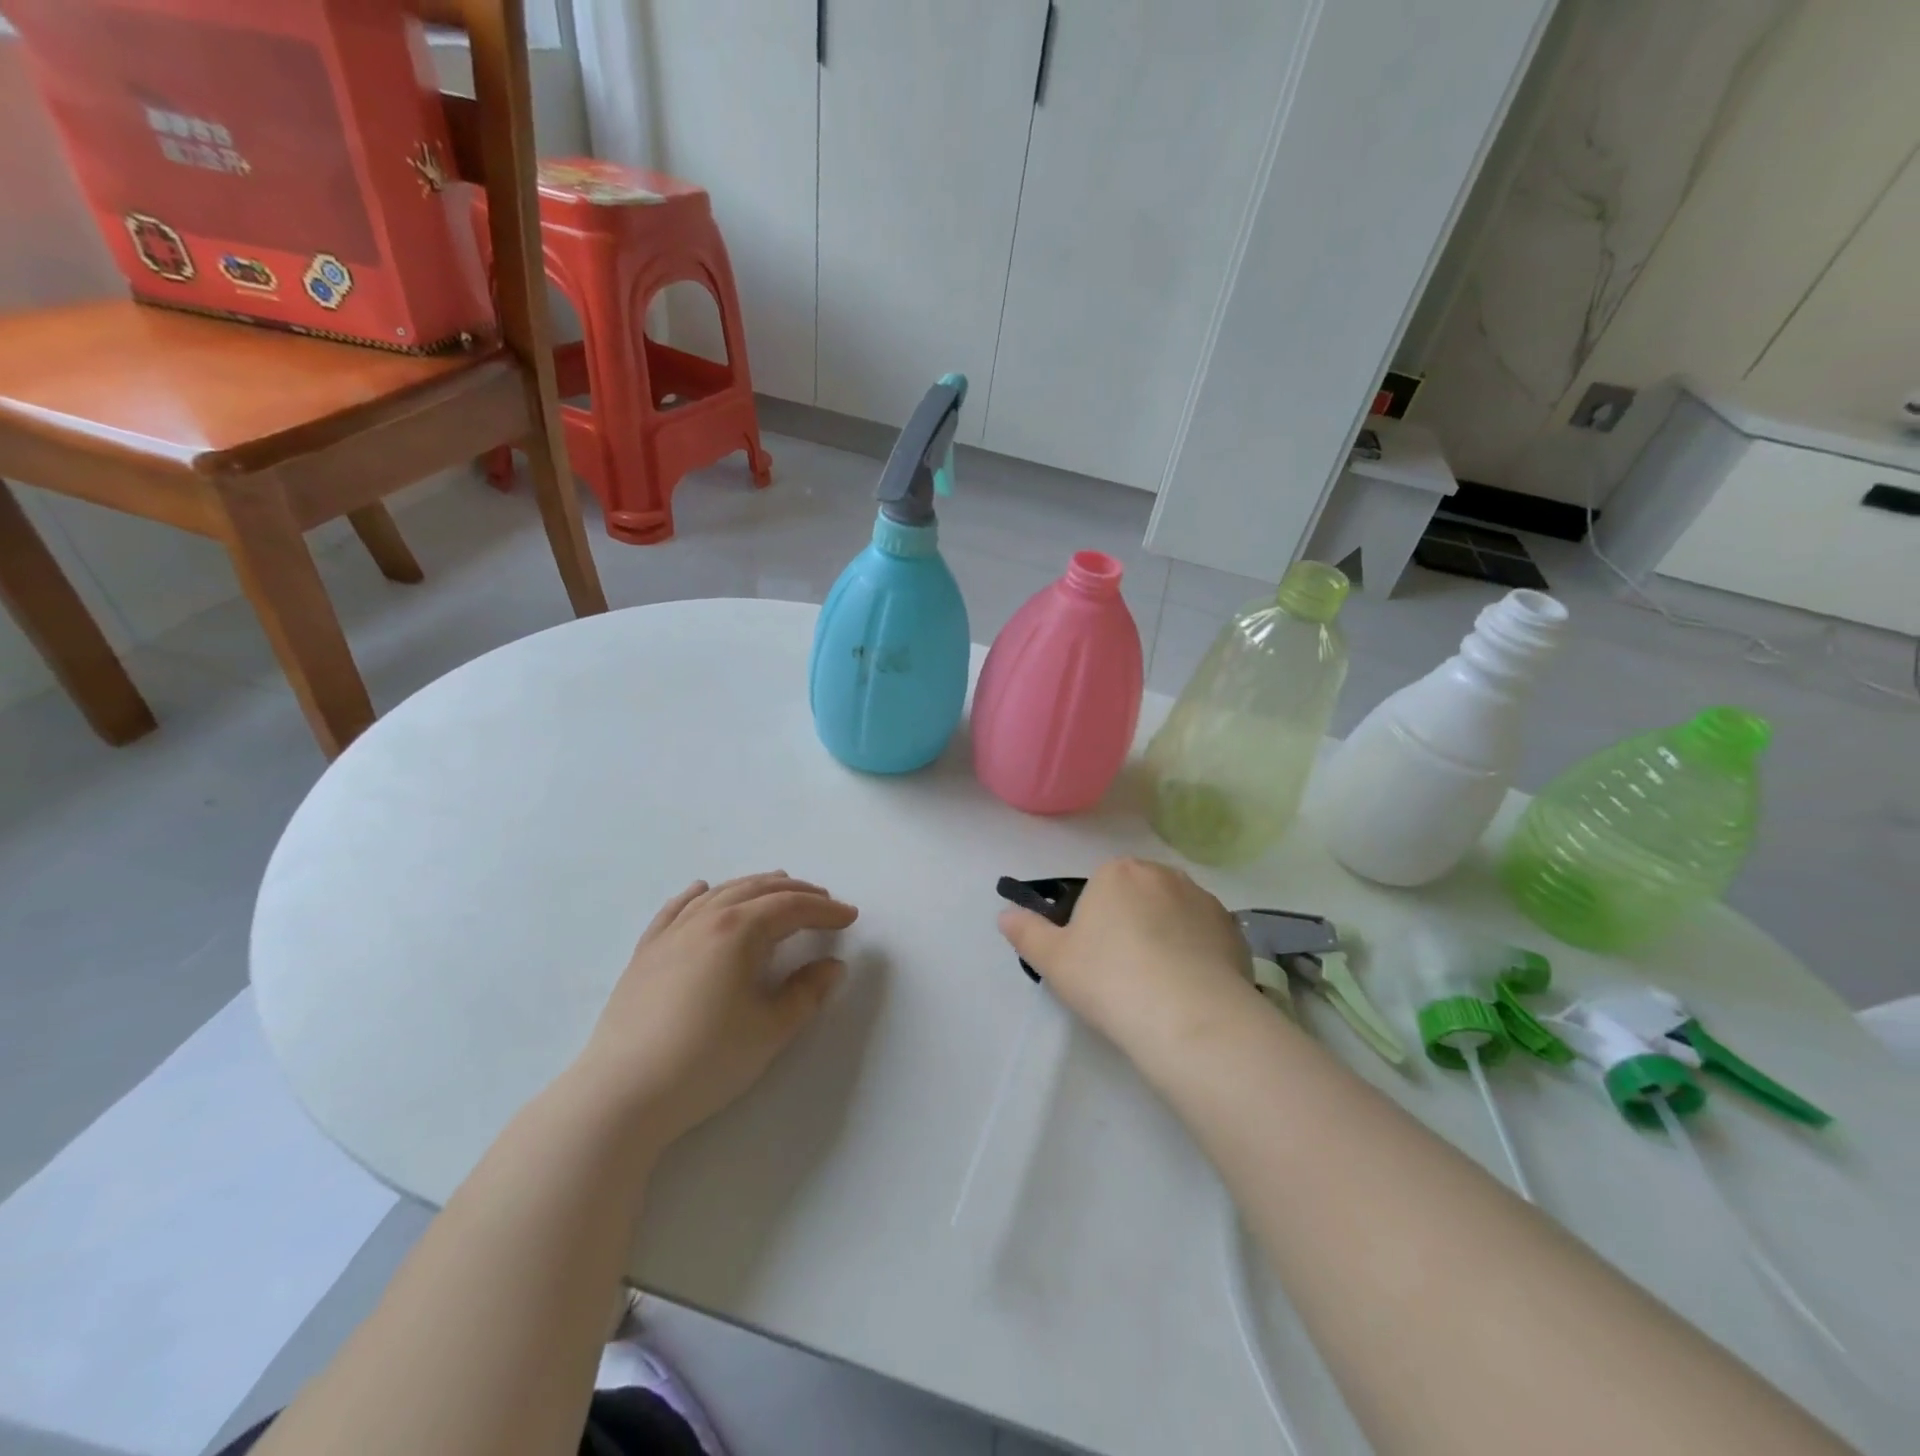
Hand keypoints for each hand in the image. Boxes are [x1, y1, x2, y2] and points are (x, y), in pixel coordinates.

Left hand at [575, 872, 858, 1148]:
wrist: (623, 1094)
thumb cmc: (706, 1060)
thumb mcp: (771, 1030)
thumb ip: (807, 993)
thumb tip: (832, 966)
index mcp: (739, 932)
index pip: (791, 908)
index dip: (825, 910)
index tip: (850, 916)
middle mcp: (705, 919)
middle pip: (757, 890)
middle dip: (796, 892)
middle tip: (823, 901)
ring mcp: (671, 934)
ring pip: (719, 893)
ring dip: (754, 886)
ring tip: (777, 886)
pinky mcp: (645, 953)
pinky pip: (676, 909)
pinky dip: (697, 895)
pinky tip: (703, 890)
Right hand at [997, 857, 1258, 1063]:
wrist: (1187, 1015)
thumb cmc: (1109, 978)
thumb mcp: (1053, 960)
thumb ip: (1026, 932)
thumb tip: (1005, 914)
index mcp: (1116, 872)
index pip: (1100, 889)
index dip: (1094, 923)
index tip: (1094, 959)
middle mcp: (1162, 874)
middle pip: (1138, 896)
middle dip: (1132, 923)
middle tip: (1123, 972)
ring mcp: (1203, 899)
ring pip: (1174, 914)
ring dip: (1166, 936)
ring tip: (1160, 985)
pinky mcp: (1233, 929)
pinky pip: (1204, 936)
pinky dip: (1197, 953)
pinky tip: (1189, 990)